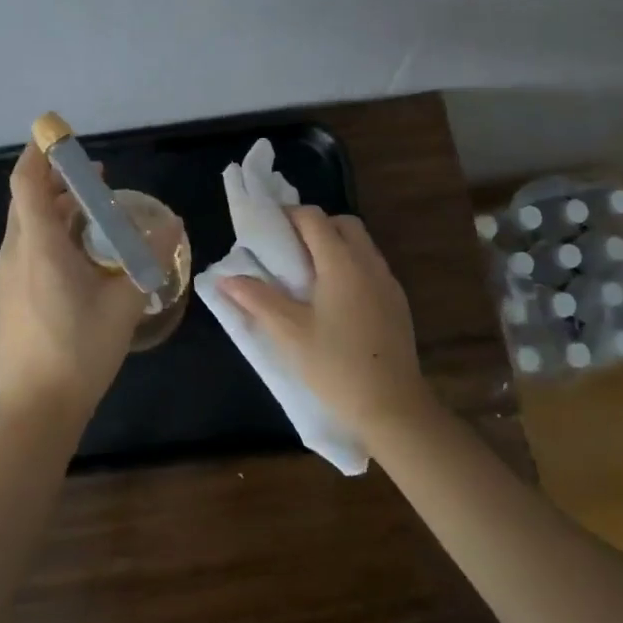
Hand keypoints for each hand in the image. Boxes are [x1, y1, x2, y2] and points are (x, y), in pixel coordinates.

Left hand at [0, 143, 153, 426]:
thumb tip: (174, 225)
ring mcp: (3, 278)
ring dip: (55, 213)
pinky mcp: (3, 299)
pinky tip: (77, 262)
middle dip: (58, 184)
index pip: (27, 182)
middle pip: (27, 202)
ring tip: (94, 219)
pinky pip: (24, 252)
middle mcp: (13, 254)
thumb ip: (149, 259)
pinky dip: (48, 240)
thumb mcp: (124, 303)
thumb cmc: (80, 351)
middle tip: (97, 183)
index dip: (41, 154)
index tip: (61, 138)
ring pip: (26, 228)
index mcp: (38, 247)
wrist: (35, 410)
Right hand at [217, 206, 437, 436]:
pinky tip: (334, 300)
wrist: (393, 407)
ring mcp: (388, 283)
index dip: (289, 215)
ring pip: (361, 245)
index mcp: (341, 263)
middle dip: (315, 227)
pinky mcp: (398, 303)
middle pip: (343, 224)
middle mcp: (369, 263)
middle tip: (288, 250)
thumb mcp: (289, 333)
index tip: (268, 229)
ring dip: (335, 246)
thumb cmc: (335, 366)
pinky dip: (351, 267)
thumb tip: (225, 278)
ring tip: (308, 275)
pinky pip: (371, 268)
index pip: (314, 219)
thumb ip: (257, 299)